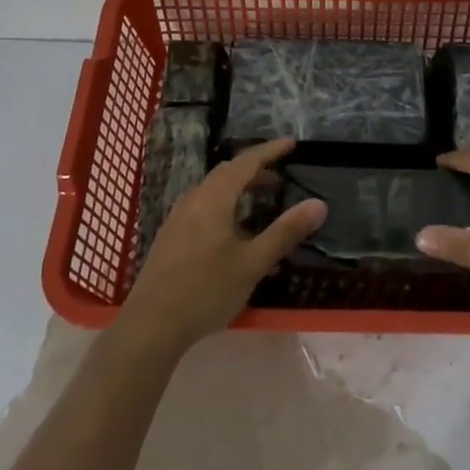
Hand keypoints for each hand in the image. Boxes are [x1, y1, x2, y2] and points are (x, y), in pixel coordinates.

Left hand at [118, 138, 325, 349]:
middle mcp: (193, 200)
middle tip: (280, 177)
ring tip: (262, 202)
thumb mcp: (252, 263)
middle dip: (255, 171)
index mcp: (213, 199)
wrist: (150, 326)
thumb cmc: (205, 290)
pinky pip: (204, 209)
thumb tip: (318, 204)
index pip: (245, 163)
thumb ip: (285, 232)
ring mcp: (178, 219)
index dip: (269, 151)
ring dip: (239, 190)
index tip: (291, 143)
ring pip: (213, 192)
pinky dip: (226, 207)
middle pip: (227, 174)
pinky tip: (236, 235)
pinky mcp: (171, 237)